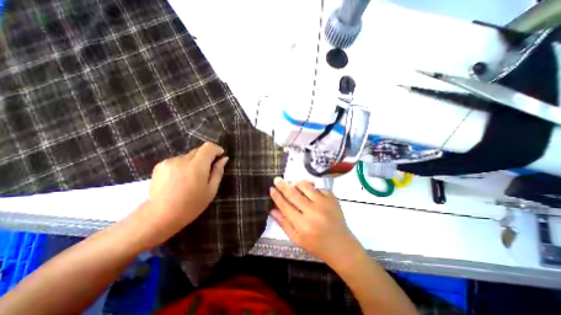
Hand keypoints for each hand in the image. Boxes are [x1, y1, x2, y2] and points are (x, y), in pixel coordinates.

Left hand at [132, 142, 226, 244]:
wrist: (159, 217)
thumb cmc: (191, 205)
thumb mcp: (211, 190)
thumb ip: (218, 172)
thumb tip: (224, 159)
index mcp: (197, 165)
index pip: (209, 147)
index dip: (216, 149)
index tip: (220, 157)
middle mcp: (183, 159)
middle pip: (198, 150)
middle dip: (206, 157)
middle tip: (207, 172)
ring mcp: (169, 161)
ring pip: (188, 156)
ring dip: (194, 162)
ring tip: (192, 178)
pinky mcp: (160, 166)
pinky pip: (178, 160)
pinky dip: (183, 166)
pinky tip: (180, 179)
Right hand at [268, 179, 364, 268]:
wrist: (341, 246)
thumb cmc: (317, 245)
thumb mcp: (297, 239)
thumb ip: (284, 224)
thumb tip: (272, 210)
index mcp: (303, 225)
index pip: (285, 206)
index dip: (277, 196)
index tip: (271, 189)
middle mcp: (313, 212)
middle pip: (294, 194)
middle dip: (283, 185)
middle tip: (277, 179)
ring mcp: (324, 203)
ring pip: (306, 186)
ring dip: (297, 183)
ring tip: (293, 184)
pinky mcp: (332, 198)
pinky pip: (318, 187)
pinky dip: (312, 187)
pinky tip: (310, 192)